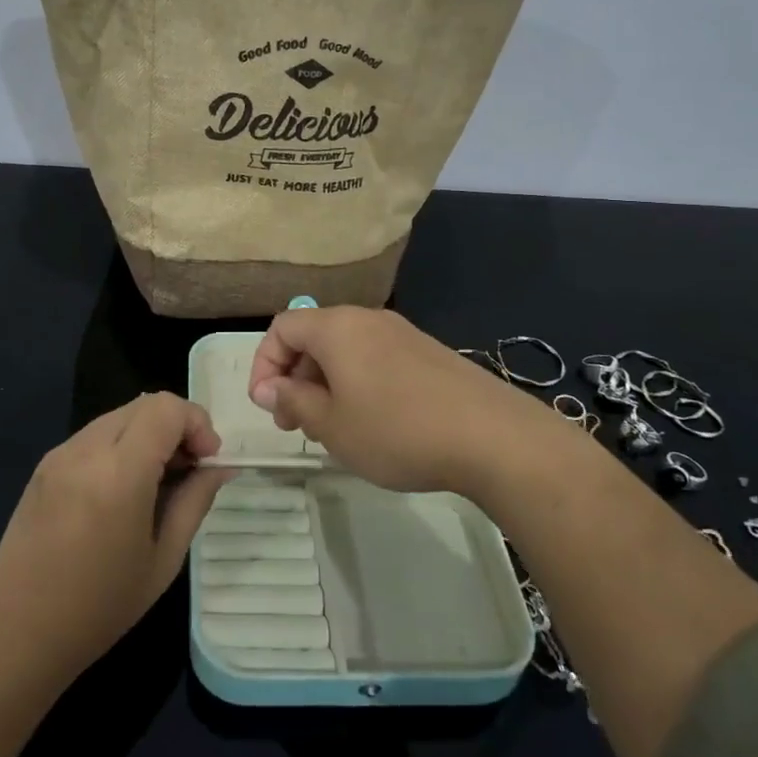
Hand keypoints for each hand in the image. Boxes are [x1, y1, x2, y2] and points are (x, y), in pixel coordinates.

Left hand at [0, 393, 226, 684]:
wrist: (16, 634)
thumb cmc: (99, 607)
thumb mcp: (163, 558)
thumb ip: (195, 500)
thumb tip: (219, 466)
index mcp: (118, 472)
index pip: (166, 408)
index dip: (197, 423)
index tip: (207, 461)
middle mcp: (85, 449)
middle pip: (144, 404)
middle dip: (176, 426)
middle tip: (189, 471)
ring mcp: (59, 454)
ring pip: (119, 416)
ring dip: (148, 434)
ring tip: (157, 483)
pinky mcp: (44, 465)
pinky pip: (94, 436)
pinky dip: (120, 446)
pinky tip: (121, 491)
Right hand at [248, 305, 577, 498]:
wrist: (493, 437)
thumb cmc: (397, 430)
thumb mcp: (332, 425)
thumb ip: (293, 401)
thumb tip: (270, 388)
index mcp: (337, 327)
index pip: (282, 328)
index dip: (264, 364)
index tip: (267, 406)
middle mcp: (367, 319)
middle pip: (314, 337)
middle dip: (295, 378)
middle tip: (296, 424)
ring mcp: (402, 334)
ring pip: (346, 350)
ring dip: (326, 384)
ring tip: (333, 429)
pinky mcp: (428, 353)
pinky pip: (376, 359)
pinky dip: (358, 384)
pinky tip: (373, 424)